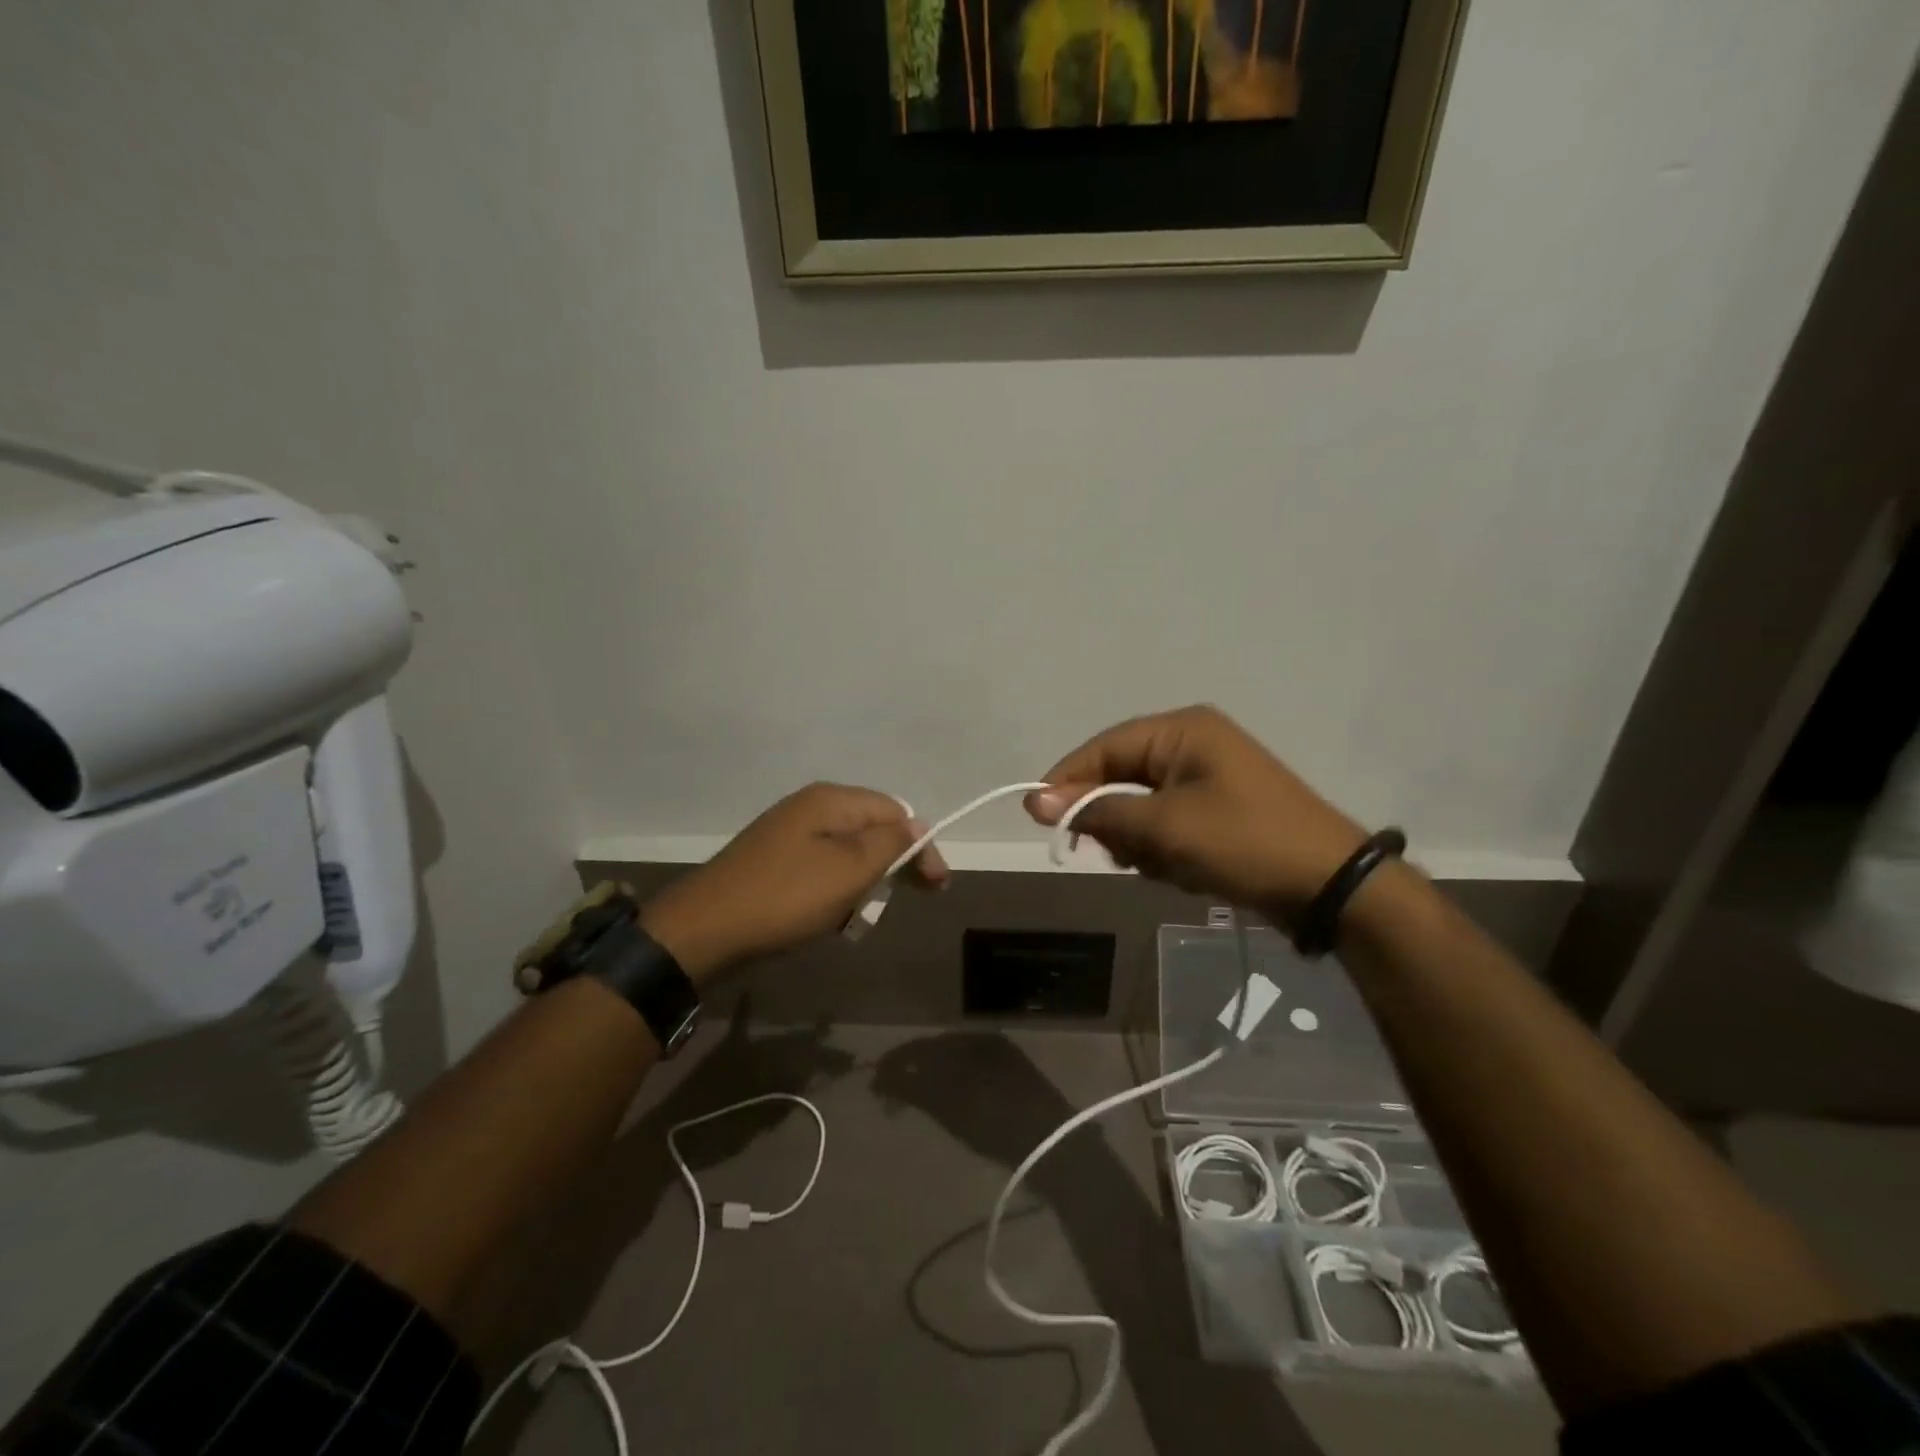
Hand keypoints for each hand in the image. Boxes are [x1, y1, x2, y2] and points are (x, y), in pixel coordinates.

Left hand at [640, 783, 947, 981]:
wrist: (704, 931)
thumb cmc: (786, 897)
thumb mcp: (849, 870)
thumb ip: (890, 844)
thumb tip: (918, 825)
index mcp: (830, 800)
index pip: (895, 811)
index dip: (920, 845)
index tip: (936, 886)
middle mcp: (810, 808)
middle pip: (871, 829)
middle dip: (893, 865)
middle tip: (908, 900)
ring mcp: (788, 834)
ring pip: (848, 854)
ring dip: (864, 883)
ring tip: (859, 916)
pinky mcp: (774, 863)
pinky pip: (821, 870)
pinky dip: (835, 893)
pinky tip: (830, 918)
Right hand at [1025, 705, 1365, 922]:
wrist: (1330, 885)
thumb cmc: (1243, 842)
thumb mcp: (1164, 827)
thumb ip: (1098, 810)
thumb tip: (1034, 800)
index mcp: (1181, 730)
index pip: (1103, 747)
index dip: (1067, 781)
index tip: (1039, 818)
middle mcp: (1191, 743)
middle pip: (1120, 777)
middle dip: (1116, 820)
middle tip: (1122, 854)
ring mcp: (1207, 776)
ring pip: (1140, 806)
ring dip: (1142, 841)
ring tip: (1166, 866)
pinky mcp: (1216, 809)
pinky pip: (1166, 823)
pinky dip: (1165, 849)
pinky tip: (1185, 871)